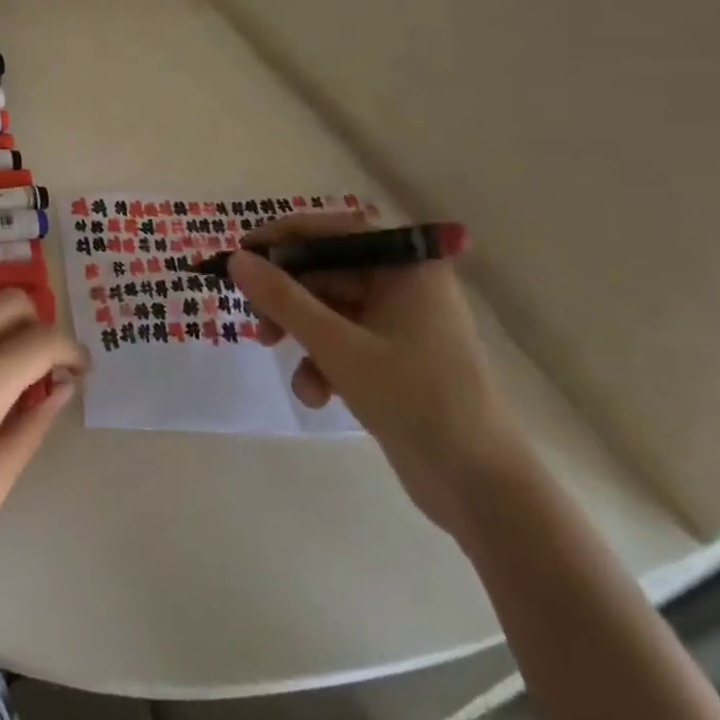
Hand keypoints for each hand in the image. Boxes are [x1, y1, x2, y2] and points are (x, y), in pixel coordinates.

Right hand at [229, 213, 530, 535]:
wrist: (482, 488)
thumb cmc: (415, 398)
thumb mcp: (338, 347)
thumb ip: (284, 299)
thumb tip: (237, 260)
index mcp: (405, 265)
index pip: (332, 231)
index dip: (282, 238)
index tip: (240, 254)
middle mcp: (404, 284)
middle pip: (327, 272)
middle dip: (287, 297)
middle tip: (255, 320)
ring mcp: (401, 323)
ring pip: (330, 309)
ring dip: (300, 333)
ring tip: (275, 354)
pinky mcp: (395, 358)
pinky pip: (345, 342)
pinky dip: (323, 361)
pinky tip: (317, 394)